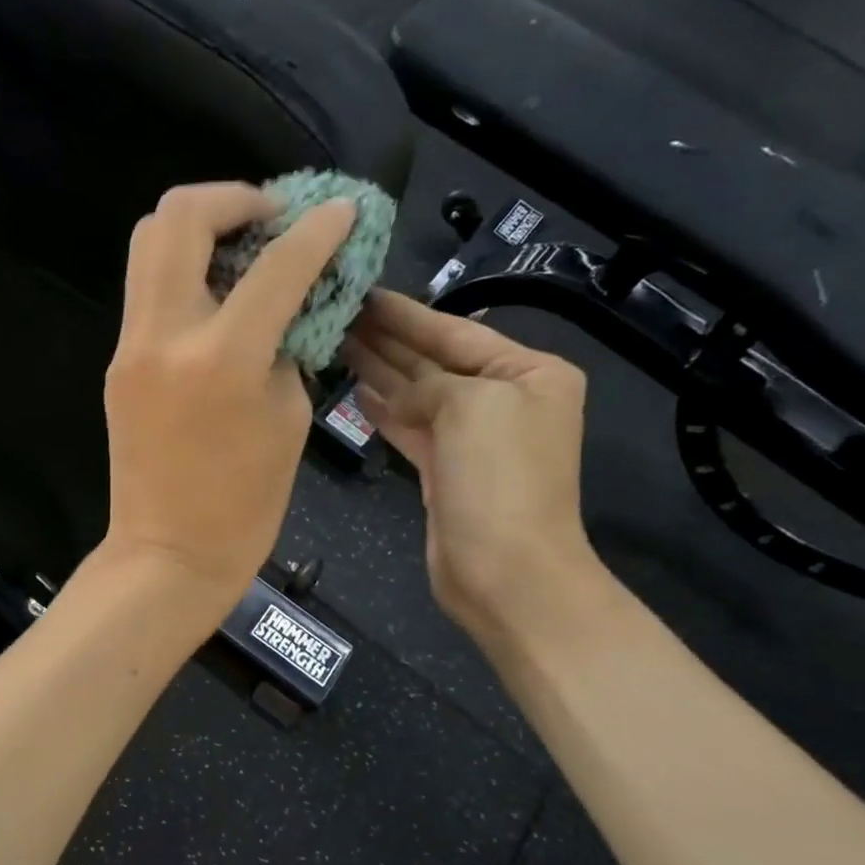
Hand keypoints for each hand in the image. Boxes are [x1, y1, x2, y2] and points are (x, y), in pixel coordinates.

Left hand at [100, 182, 356, 622]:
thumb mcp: (289, 417)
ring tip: (242, 247)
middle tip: (271, 219)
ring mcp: (131, 347)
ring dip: (199, 226)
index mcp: (222, 357)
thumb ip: (286, 345)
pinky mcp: (118, 363)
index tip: (341, 211)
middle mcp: (165, 335)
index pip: (277, 263)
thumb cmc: (244, 505)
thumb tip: (283, 305)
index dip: (318, 227)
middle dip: (234, 197)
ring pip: (149, 242)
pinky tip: (217, 295)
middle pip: (179, 215)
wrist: (168, 554)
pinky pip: (147, 290)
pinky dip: (183, 271)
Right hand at [343, 290, 596, 630]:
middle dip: (389, 339)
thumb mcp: (471, 405)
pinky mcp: (445, 472)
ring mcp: (472, 440)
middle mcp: (502, 401)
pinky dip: (384, 411)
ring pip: (417, 395)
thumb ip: (429, 384)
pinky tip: (356, 391)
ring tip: (336, 344)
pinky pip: (410, 428)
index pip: (456, 332)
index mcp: (528, 373)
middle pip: (434, 361)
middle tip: (339, 315)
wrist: (505, 570)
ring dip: (380, 371)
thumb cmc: (498, 478)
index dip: (406, 315)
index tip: (364, 294)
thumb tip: (396, 395)